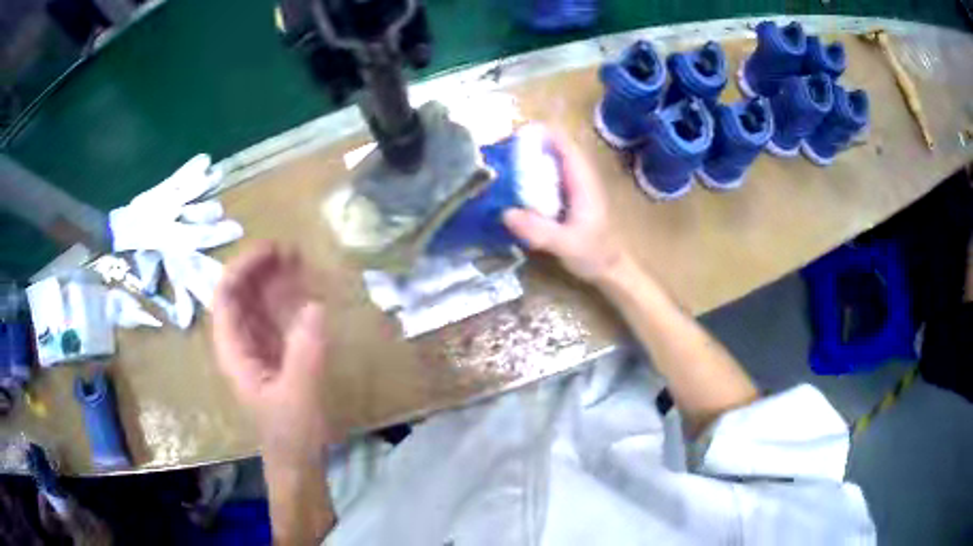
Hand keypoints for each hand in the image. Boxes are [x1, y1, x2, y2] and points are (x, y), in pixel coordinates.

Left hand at [212, 242, 330, 463]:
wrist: (298, 459)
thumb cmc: (292, 431)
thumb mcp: (299, 394)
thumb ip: (304, 352)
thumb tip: (315, 305)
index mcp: (233, 351)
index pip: (225, 297)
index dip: (242, 268)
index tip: (271, 250)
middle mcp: (239, 342)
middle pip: (240, 293)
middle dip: (260, 267)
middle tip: (292, 250)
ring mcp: (256, 346)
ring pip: (256, 301)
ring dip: (273, 278)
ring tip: (300, 260)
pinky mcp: (274, 351)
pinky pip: (274, 315)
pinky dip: (286, 297)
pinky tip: (305, 288)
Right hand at [503, 133, 626, 282]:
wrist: (609, 269)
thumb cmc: (593, 254)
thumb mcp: (565, 245)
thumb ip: (539, 231)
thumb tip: (506, 213)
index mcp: (582, 181)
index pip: (564, 145)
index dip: (542, 134)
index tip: (514, 133)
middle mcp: (579, 177)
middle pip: (555, 148)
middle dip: (530, 144)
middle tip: (500, 150)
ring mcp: (574, 186)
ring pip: (552, 161)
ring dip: (530, 157)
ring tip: (502, 162)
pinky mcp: (568, 196)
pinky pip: (549, 176)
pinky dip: (533, 173)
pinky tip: (514, 184)